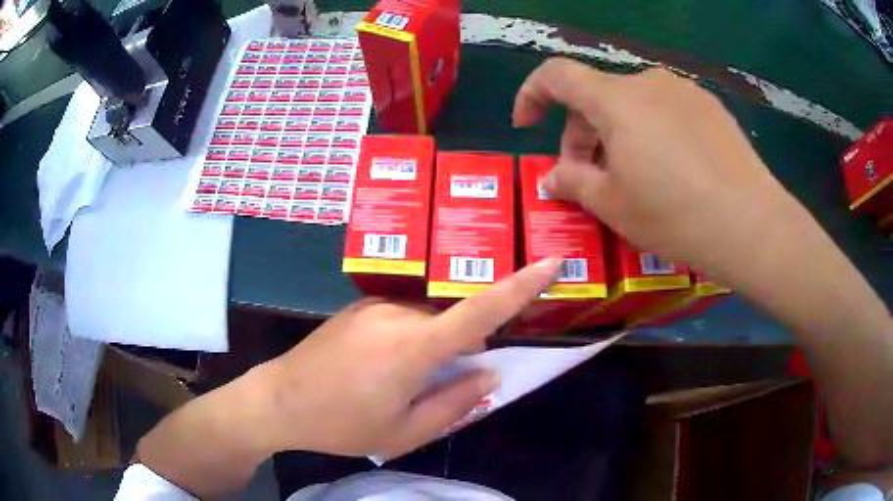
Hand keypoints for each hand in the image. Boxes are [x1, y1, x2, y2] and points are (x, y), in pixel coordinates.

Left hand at [256, 258, 562, 458]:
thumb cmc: (341, 425)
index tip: (552, 262)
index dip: (521, 285)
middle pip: (454, 321)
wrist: (278, 400)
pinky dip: (412, 339)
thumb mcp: (404, 433)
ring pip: (428, 321)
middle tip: (441, 384)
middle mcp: (397, 314)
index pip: (480, 310)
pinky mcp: (360, 307)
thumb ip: (454, 403)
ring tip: (399, 384)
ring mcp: (374, 306)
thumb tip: (490, 373)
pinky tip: (379, 370)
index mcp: (412, 348)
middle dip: (464, 347)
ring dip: (433, 347)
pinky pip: (404, 318)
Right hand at [513, 58, 785, 264]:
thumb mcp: (613, 205)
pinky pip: (667, 110)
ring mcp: (684, 91)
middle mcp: (648, 82)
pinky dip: (652, 131)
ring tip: (633, 175)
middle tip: (588, 175)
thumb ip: (573, 182)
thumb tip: (552, 176)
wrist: (752, 225)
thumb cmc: (675, 215)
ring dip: (618, 132)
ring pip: (634, 103)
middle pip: (598, 95)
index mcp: (616, 100)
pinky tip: (672, 169)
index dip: (532, 94)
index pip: (556, 75)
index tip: (527, 124)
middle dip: (581, 131)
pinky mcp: (711, 107)